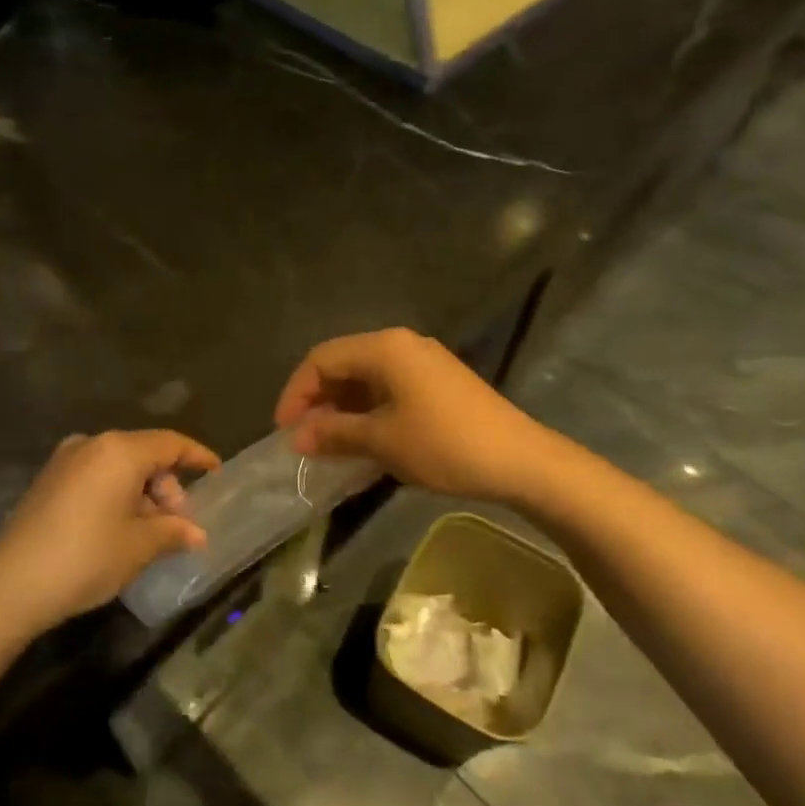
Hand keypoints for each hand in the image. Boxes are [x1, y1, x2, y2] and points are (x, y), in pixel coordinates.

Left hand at [0, 430, 220, 637]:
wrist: (10, 585)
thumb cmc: (86, 557)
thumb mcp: (139, 546)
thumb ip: (173, 531)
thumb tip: (196, 533)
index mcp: (119, 451)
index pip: (170, 443)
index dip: (197, 456)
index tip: (216, 472)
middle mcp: (92, 445)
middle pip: (144, 455)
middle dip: (168, 487)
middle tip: (178, 524)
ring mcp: (65, 461)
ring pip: (119, 467)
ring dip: (142, 494)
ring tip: (151, 532)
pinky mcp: (48, 481)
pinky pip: (96, 477)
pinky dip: (117, 495)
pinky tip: (121, 528)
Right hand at [274, 329, 547, 503]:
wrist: (520, 460)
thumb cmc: (444, 444)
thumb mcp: (382, 441)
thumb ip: (335, 433)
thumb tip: (298, 437)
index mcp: (385, 348)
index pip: (322, 359)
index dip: (296, 393)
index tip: (284, 430)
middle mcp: (402, 345)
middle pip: (343, 364)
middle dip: (318, 400)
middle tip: (304, 439)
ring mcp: (423, 362)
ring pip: (366, 378)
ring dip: (342, 408)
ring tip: (329, 444)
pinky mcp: (437, 383)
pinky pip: (388, 389)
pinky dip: (368, 411)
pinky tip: (362, 440)